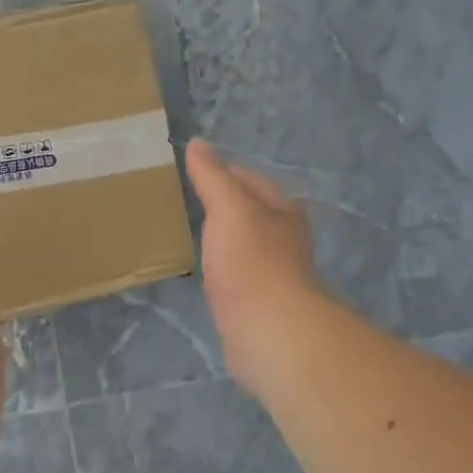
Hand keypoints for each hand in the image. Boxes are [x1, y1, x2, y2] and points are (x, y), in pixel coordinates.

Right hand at [186, 138, 324, 395]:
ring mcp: (275, 273)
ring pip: (245, 246)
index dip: (224, 172)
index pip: (251, 180)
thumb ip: (212, 176)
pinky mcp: (261, 304)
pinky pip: (238, 277)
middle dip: (226, 207)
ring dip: (225, 240)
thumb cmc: (250, 260)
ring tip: (193, 235)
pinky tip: (207, 275)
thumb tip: (198, 143)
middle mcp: (284, 238)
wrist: (268, 329)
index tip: (194, 173)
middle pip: (252, 213)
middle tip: (188, 203)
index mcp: (282, 210)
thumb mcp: (228, 207)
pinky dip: (223, 271)